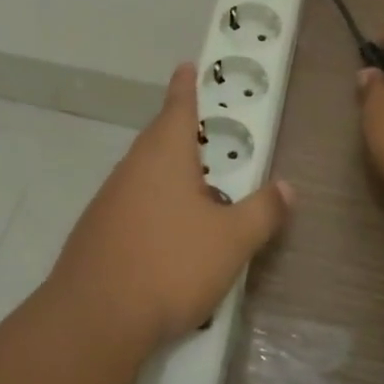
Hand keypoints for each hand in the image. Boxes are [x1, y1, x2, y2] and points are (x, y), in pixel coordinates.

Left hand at [48, 63, 292, 352]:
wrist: (95, 317)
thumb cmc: (170, 264)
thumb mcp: (231, 240)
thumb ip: (262, 211)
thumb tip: (287, 187)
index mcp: (164, 155)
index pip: (178, 107)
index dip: (186, 87)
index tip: (186, 65)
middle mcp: (132, 168)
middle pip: (158, 138)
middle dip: (180, 130)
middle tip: (203, 130)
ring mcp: (109, 199)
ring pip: (144, 172)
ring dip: (168, 171)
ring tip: (194, 185)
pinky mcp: (97, 231)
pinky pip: (132, 202)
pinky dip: (153, 203)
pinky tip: (167, 232)